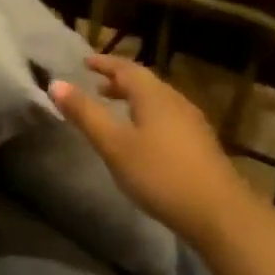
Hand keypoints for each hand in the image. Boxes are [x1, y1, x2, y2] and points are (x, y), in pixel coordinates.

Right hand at [49, 54, 251, 248]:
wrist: (218, 212)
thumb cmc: (160, 174)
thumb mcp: (114, 145)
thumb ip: (85, 114)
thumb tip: (56, 84)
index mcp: (154, 96)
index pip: (126, 68)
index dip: (105, 63)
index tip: (86, 62)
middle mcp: (175, 101)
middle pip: (144, 83)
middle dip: (119, 81)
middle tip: (96, 86)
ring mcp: (192, 123)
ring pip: (157, 101)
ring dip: (134, 100)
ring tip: (115, 110)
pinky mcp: (200, 145)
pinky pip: (167, 118)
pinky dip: (147, 116)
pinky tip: (142, 137)